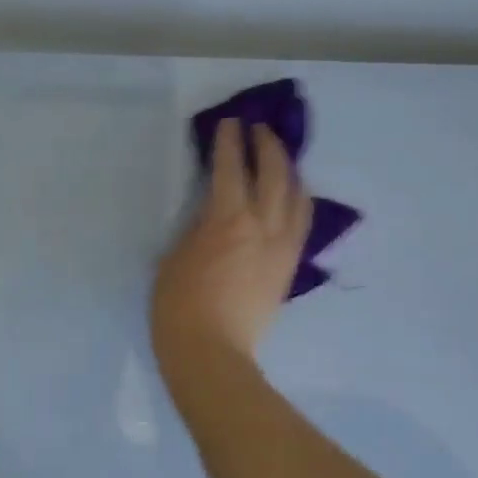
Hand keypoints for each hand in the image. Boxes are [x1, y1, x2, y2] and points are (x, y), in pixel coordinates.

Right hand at [151, 117, 310, 379]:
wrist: (212, 353)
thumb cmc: (178, 306)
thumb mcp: (174, 256)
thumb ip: (197, 227)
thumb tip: (212, 211)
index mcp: (228, 220)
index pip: (232, 168)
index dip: (230, 142)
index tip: (231, 123)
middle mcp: (264, 226)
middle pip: (274, 174)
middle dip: (267, 146)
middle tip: (259, 130)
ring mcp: (283, 247)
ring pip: (297, 196)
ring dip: (289, 170)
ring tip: (281, 158)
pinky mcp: (289, 267)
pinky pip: (302, 224)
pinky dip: (299, 200)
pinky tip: (293, 197)